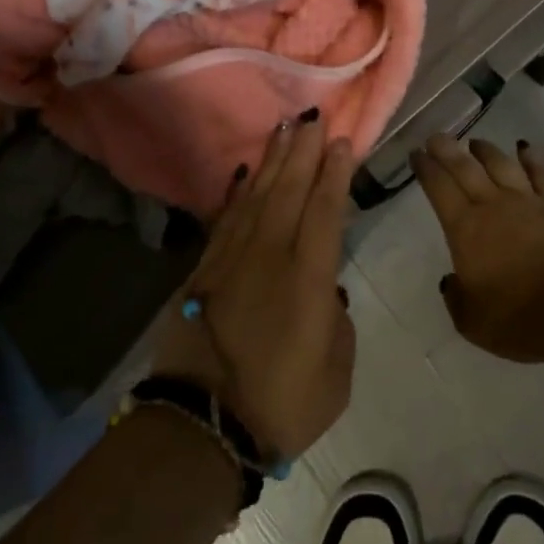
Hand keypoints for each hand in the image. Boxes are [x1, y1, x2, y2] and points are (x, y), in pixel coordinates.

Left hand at [153, 118, 356, 459]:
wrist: (202, 426)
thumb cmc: (282, 404)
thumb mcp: (335, 373)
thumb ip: (336, 322)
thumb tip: (324, 292)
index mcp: (307, 278)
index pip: (324, 211)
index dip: (334, 174)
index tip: (341, 142)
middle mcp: (269, 255)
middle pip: (289, 190)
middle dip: (303, 151)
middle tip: (313, 117)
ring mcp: (233, 258)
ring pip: (257, 195)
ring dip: (272, 160)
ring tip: (284, 129)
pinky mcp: (205, 268)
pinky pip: (225, 217)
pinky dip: (237, 191)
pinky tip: (244, 172)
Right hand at [410, 134, 543, 362]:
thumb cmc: (515, 318)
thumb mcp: (470, 320)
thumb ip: (456, 297)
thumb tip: (451, 280)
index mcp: (464, 229)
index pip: (438, 188)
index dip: (425, 169)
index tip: (416, 154)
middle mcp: (492, 205)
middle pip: (465, 167)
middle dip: (447, 149)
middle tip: (436, 137)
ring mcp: (528, 201)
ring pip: (501, 164)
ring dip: (485, 150)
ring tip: (475, 142)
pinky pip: (542, 174)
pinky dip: (532, 157)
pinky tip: (525, 147)